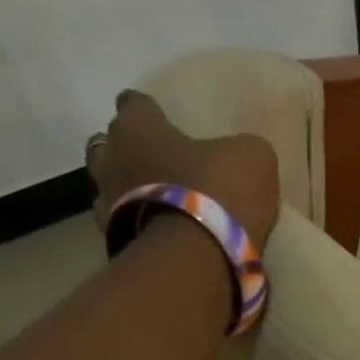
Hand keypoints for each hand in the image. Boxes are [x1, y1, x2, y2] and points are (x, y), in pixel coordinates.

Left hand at [86, 90, 280, 249]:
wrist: (197, 255)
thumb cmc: (218, 191)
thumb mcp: (252, 157)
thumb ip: (241, 149)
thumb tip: (238, 155)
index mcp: (138, 127)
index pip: (134, 104)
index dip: (148, 110)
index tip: (159, 117)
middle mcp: (111, 158)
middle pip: (109, 146)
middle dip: (128, 151)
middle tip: (153, 161)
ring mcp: (107, 202)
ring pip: (109, 186)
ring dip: (128, 190)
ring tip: (155, 201)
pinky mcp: (115, 240)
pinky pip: (124, 224)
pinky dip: (138, 225)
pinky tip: (159, 232)